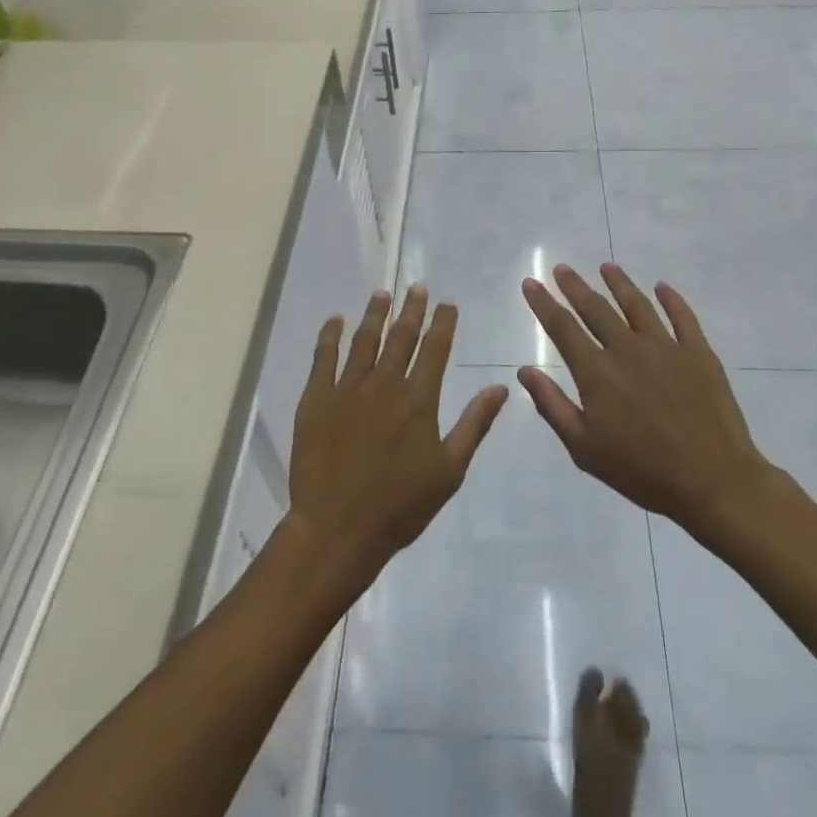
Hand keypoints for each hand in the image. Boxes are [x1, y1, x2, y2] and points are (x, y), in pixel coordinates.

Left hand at [287, 286, 506, 587]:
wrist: (338, 528)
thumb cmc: (400, 506)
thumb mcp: (449, 470)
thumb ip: (474, 425)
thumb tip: (500, 388)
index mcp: (419, 400)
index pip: (435, 349)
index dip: (442, 323)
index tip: (446, 303)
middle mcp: (385, 384)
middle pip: (401, 337)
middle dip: (411, 309)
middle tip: (416, 287)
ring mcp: (348, 389)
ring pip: (364, 340)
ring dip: (375, 315)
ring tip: (382, 294)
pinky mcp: (317, 399)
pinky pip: (323, 357)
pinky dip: (330, 335)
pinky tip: (335, 320)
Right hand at [519, 264, 775, 539]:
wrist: (713, 482)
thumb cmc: (642, 471)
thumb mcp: (584, 449)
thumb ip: (553, 406)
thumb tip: (525, 371)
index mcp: (597, 373)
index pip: (563, 327)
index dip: (544, 303)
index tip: (531, 283)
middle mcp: (628, 349)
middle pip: (596, 308)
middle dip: (575, 286)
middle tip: (562, 268)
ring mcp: (666, 347)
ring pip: (637, 304)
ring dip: (619, 283)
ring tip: (607, 267)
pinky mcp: (699, 353)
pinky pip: (683, 317)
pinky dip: (671, 299)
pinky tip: (662, 287)